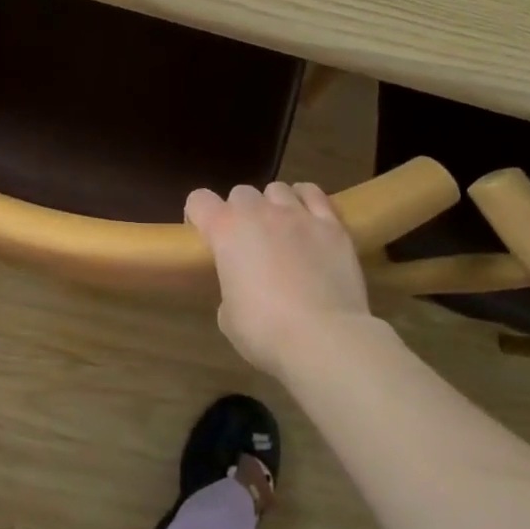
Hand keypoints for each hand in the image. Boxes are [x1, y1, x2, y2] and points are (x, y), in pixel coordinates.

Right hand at [185, 182, 372, 375]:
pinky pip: (313, 194)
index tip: (206, 236)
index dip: (198, 215)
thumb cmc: (265, 331)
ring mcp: (297, 215)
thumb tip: (243, 287)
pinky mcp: (331, 225)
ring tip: (281, 229)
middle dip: (240, 212)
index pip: (199, 200)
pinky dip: (306, 201)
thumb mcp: (229, 317)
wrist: (324, 339)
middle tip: (248, 241)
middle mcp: (258, 212)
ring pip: (277, 189)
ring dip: (273, 205)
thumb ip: (231, 288)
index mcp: (225, 231)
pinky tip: (308, 219)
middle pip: (241, 192)